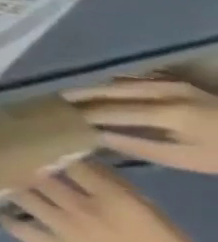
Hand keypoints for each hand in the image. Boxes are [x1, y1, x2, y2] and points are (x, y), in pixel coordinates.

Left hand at [5, 162, 217, 241]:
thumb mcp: (152, 214)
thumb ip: (118, 188)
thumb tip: (86, 164)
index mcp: (112, 198)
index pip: (70, 163)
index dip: (48, 152)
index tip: (31, 144)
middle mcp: (82, 208)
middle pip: (38, 176)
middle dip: (19, 165)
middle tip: (1, 156)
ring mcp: (65, 228)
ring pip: (23, 197)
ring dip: (8, 187)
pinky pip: (20, 229)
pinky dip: (6, 219)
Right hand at [65, 76, 217, 173]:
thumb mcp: (187, 159)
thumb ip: (140, 146)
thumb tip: (97, 136)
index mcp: (166, 112)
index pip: (111, 111)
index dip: (84, 114)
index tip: (59, 117)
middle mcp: (162, 91)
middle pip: (110, 90)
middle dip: (81, 95)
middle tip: (54, 100)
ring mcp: (169, 84)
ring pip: (120, 82)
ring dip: (95, 89)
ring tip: (73, 96)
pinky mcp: (175, 83)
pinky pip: (134, 81)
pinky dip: (113, 86)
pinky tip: (103, 92)